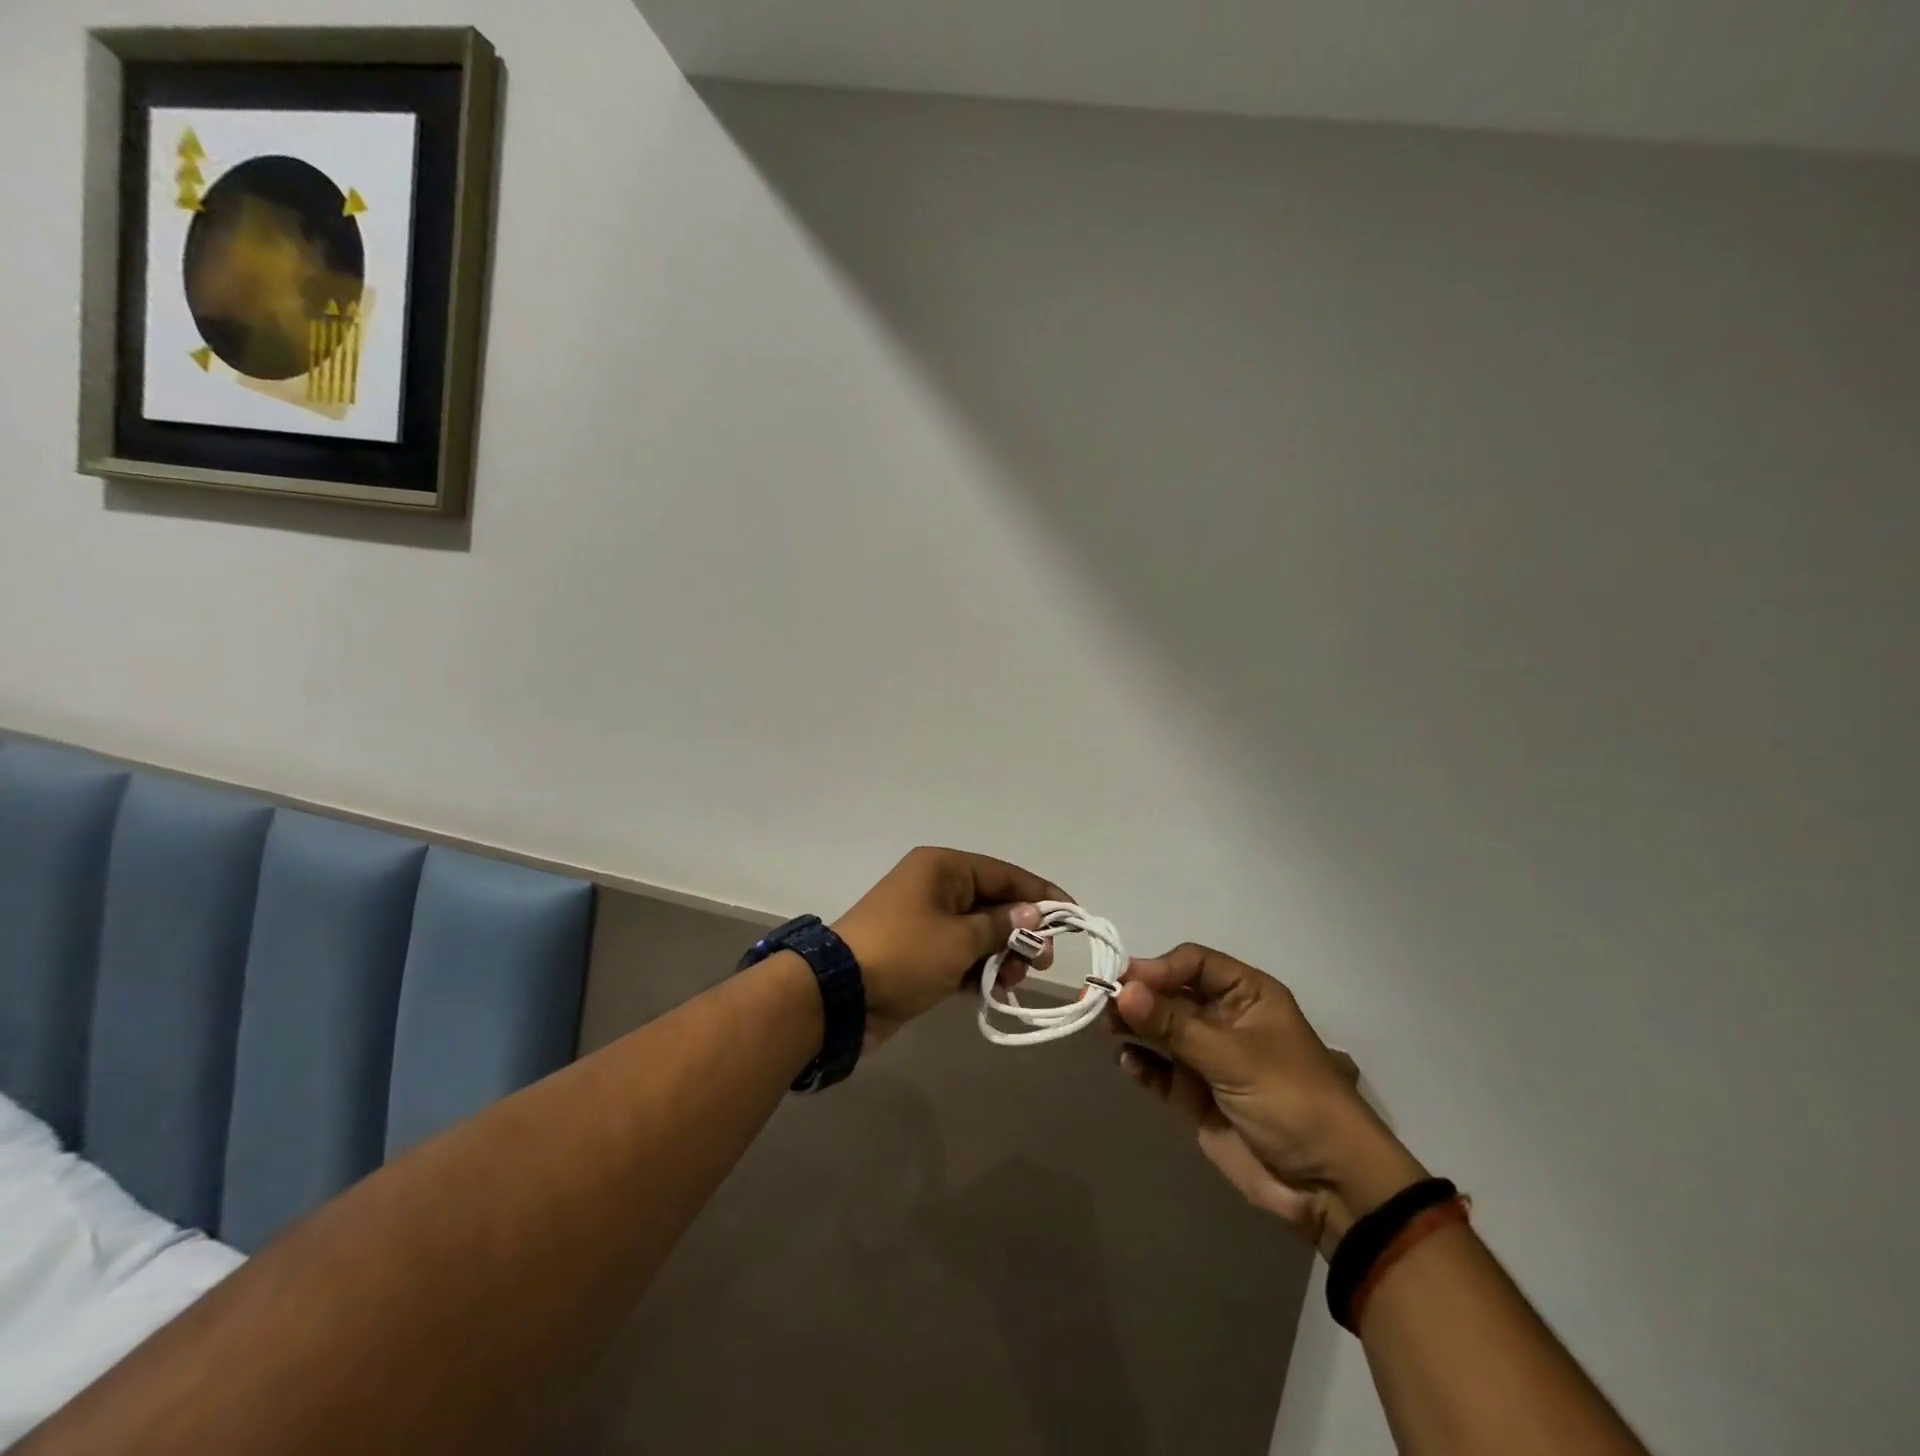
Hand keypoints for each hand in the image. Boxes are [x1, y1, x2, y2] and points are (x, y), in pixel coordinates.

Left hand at [834, 847, 1065, 1047]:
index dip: (1041, 894)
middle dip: (1021, 932)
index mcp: (944, 868)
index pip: (1005, 873)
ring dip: (1002, 955)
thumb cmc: (905, 954)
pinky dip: (980, 969)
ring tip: (1014, 980)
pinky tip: (997, 989)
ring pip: (980, 932)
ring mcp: (926, 921)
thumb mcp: (959, 939)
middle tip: (1040, 962)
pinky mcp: (920, 953)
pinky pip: (961, 954)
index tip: (1072, 917)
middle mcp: (936, 887)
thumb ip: (1001, 926)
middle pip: (994, 903)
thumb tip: (1034, 915)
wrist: (839, 996)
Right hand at [1113, 944, 1425, 1254]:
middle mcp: (1224, 1018)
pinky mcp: (1195, 1095)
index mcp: (1246, 994)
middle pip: (1171, 993)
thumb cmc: (1291, 1100)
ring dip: (1134, 1026)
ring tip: (1105, 1028)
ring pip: (1160, 1030)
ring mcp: (1208, 1057)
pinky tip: (1127, 1063)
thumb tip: (1122, 990)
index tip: (1123, 981)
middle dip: (1139, 996)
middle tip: (1101, 1002)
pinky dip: (1141, 1064)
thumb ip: (1174, 1025)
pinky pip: (1160, 1070)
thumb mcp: (1233, 1056)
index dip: (1158, 967)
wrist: (1328, 1187)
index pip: (1193, 963)